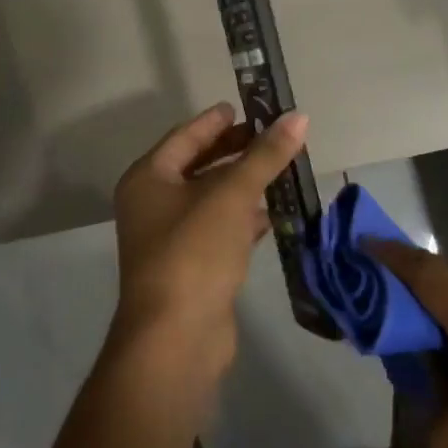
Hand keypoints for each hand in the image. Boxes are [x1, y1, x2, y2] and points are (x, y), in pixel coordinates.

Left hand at [108, 104, 308, 385]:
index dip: (215, 121)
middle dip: (234, 151)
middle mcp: (153, 204)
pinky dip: (243, 219)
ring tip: (279, 169)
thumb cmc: (194, 252)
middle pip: (198, 166)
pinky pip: (220, 230)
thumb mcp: (231, 196)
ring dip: (242, 185)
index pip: (185, 137)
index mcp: (148, 179)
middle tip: (269, 135)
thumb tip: (299, 117)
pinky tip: (272, 214)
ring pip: (211, 199)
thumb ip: (265, 155)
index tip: (243, 106)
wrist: (176, 340)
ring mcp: (171, 239)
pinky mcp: (192, 268)